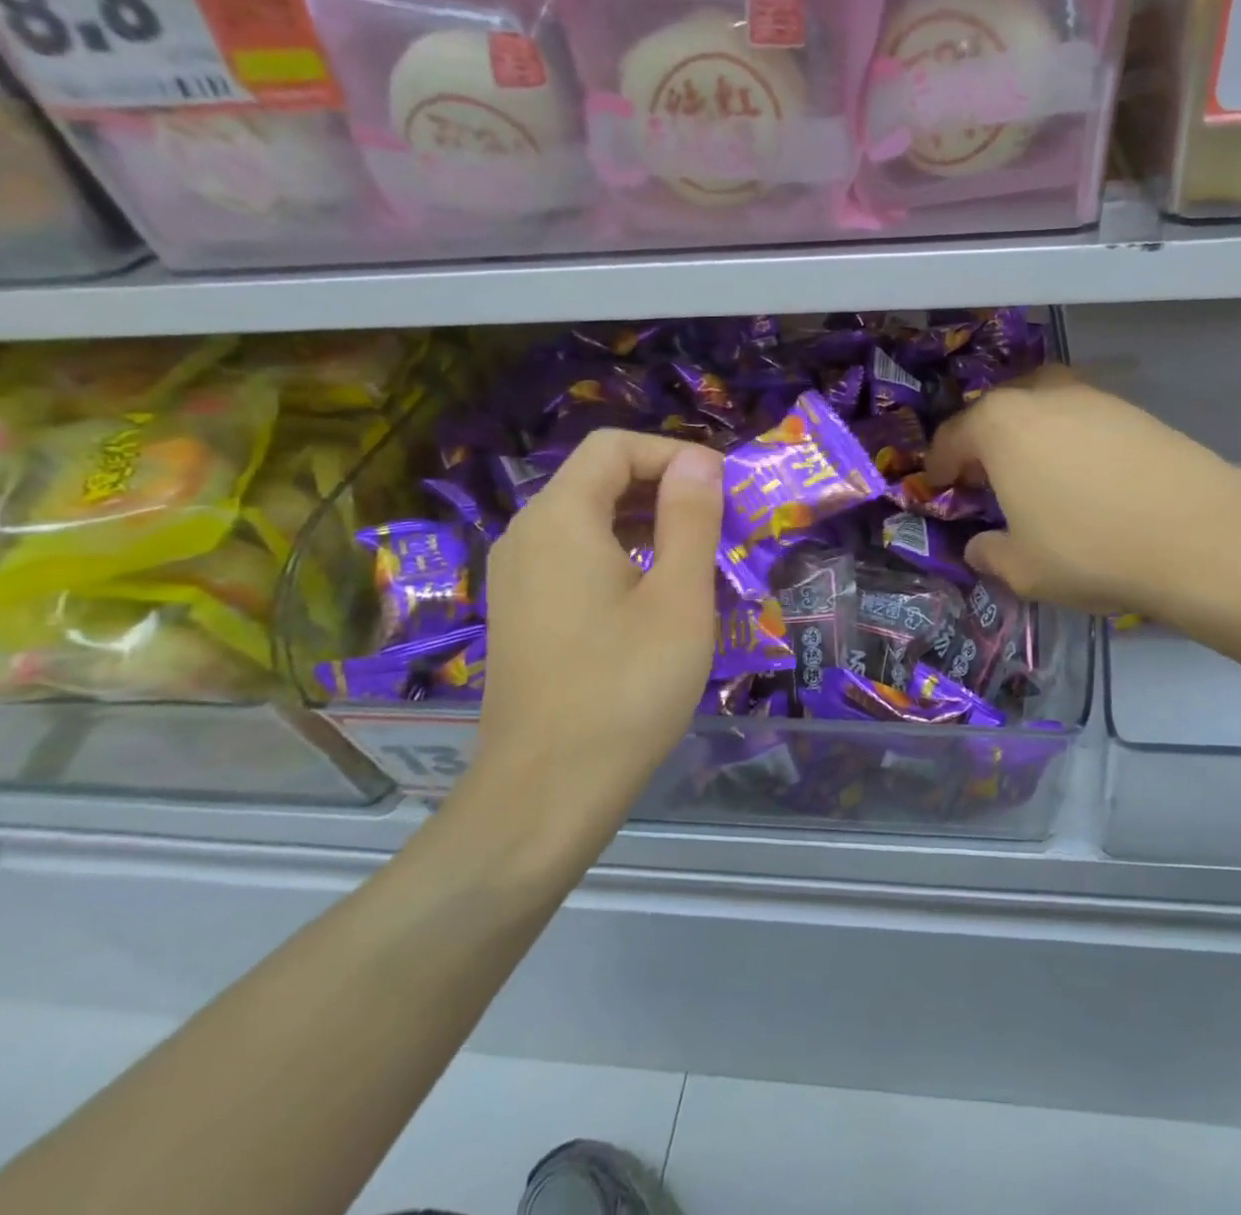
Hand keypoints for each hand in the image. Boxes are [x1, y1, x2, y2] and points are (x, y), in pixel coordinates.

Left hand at [467, 430, 725, 830]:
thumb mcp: (678, 598)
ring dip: (646, 521)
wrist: (546, 794)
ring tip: (698, 555)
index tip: (723, 489)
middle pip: (597, 477)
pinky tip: (655, 592)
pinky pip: (573, 555)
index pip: (615, 447)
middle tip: (721, 522)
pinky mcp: (521, 611)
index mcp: (561, 518)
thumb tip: (698, 461)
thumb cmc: (625, 689)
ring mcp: (517, 575)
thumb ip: (690, 518)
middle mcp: (527, 534)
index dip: (674, 453)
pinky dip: (620, 553)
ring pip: (587, 518)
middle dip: (664, 486)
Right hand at [926, 367, 1240, 623]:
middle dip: (983, 441)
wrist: (1198, 536)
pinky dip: (1070, 439)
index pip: (951, 437)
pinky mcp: (1133, 410)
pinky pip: (1082, 418)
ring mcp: (1092, 397)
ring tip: (1036, 475)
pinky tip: (1084, 477)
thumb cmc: (1088, 549)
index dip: (939, 466)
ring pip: (1042, 406)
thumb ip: (988, 554)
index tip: (939, 487)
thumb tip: (979, 548)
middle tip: (987, 478)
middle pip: (996, 410)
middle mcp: (1041, 396)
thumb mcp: (1021, 569)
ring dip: (1029, 435)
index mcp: (1000, 425)